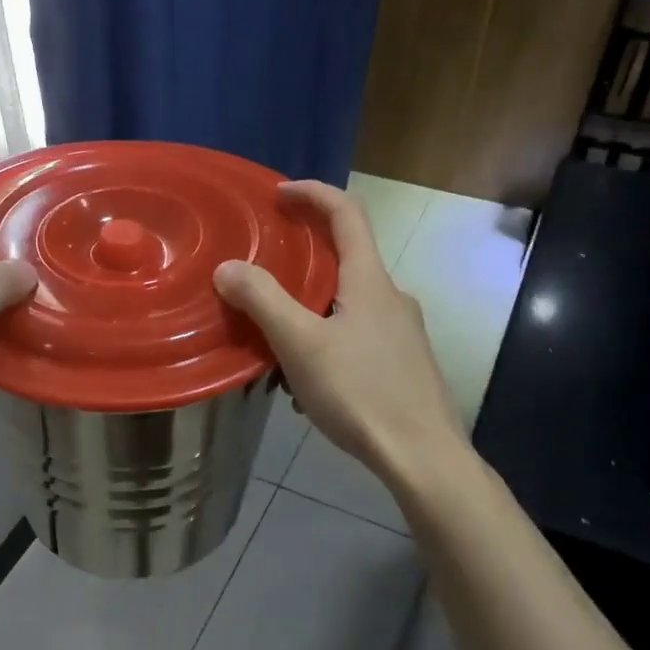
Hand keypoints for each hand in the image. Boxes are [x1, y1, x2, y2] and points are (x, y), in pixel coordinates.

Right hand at [213, 181, 464, 484]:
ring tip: (276, 339)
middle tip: (264, 273)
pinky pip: (357, 335)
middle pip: (347, 259)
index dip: (312, 193)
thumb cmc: (361, 392)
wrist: (422, 456)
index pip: (346, 214)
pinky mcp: (404, 364)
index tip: (278, 192)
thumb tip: (228, 267)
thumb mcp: (301, 344)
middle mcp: (393, 297)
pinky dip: (327, 339)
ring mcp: (403, 332)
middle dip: (304, 259)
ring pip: (349, 303)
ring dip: (312, 308)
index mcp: (371, 281)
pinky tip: (307, 380)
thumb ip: (263, 300)